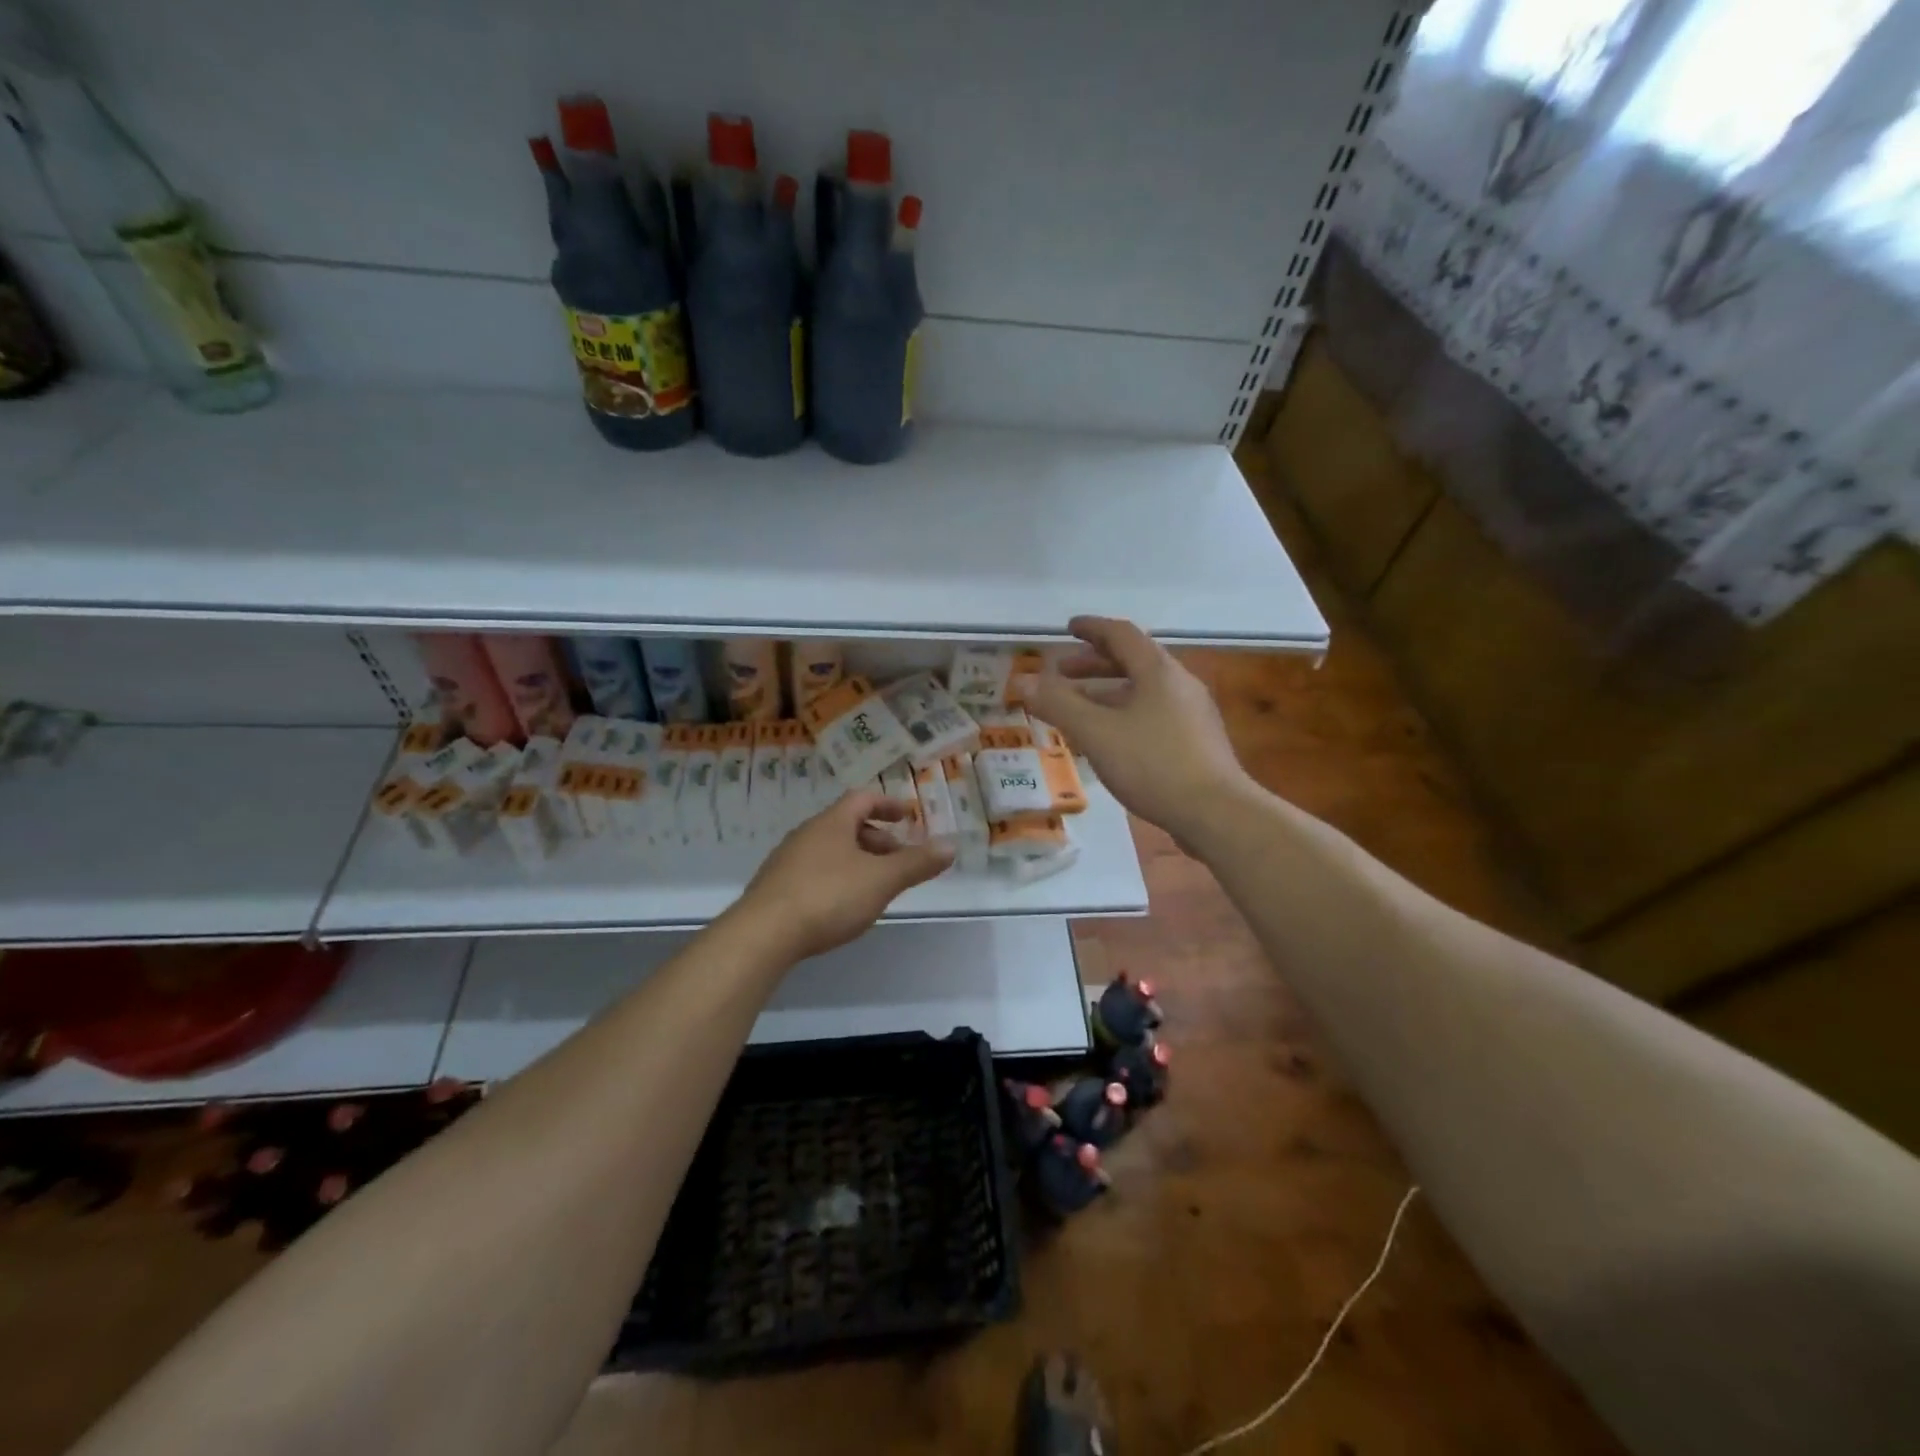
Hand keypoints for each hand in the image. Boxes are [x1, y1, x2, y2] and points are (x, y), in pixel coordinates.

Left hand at [737, 789, 953, 961]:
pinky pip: (814, 872)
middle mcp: (806, 834)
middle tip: (900, 860)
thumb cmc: (828, 896)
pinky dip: (837, 878)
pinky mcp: (775, 889)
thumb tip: (951, 845)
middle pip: (847, 825)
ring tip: (877, 885)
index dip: (889, 804)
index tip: (909, 816)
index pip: (863, 799)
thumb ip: (916, 863)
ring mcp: (786, 861)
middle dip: (878, 839)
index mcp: (832, 823)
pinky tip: (843, 905)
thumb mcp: (881, 880)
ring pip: (831, 850)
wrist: (763, 934)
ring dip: (858, 860)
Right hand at [1026, 615, 1254, 846]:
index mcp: (1158, 671)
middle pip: (1133, 662)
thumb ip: (1057, 704)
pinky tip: (1109, 742)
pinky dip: (1124, 715)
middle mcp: (1179, 684)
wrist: (1217, 813)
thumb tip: (1022, 680)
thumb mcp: (1096, 733)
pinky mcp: (1197, 743)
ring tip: (1077, 711)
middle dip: (1094, 665)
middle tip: (1062, 673)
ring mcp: (1192, 714)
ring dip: (1107, 694)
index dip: (1092, 628)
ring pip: (1143, 692)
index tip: (1068, 628)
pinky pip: (1153, 715)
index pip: (1122, 634)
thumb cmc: (1153, 764)